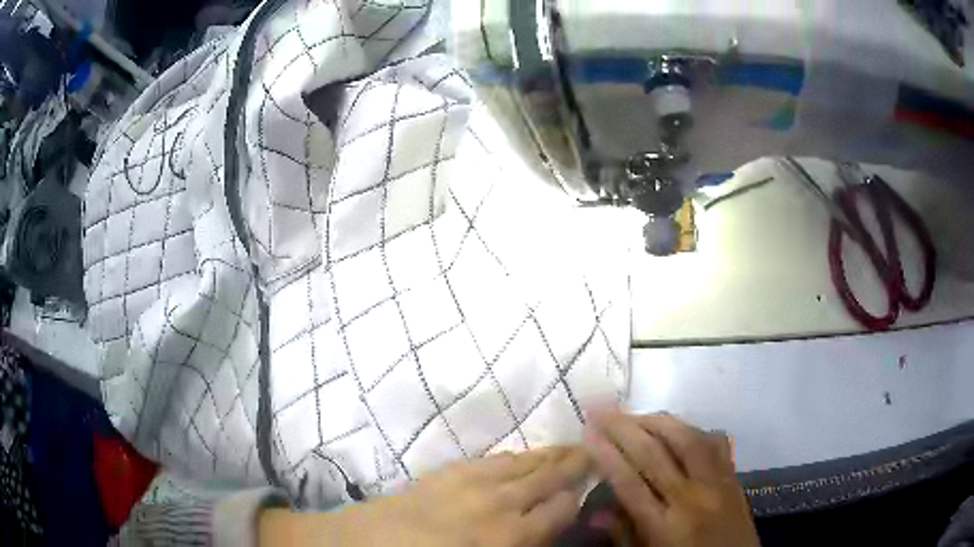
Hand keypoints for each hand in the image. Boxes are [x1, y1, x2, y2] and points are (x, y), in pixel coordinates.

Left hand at [261, 447, 590, 546]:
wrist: (356, 546)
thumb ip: (519, 545)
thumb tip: (546, 532)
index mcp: (509, 538)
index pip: (560, 508)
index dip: (579, 496)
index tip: (594, 486)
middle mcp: (498, 504)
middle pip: (548, 477)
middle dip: (576, 463)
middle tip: (598, 450)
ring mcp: (469, 483)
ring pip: (523, 463)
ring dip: (549, 455)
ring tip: (572, 447)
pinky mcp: (445, 472)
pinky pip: (491, 460)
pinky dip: (514, 457)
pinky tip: (520, 457)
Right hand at [584, 412, 758, 546]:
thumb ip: (623, 533)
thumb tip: (595, 511)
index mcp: (665, 526)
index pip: (630, 482)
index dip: (606, 454)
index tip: (587, 431)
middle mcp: (692, 498)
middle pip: (655, 454)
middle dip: (624, 427)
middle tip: (602, 409)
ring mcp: (717, 483)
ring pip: (687, 439)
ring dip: (658, 421)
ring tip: (635, 414)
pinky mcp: (734, 477)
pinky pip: (714, 443)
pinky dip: (692, 429)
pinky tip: (677, 427)